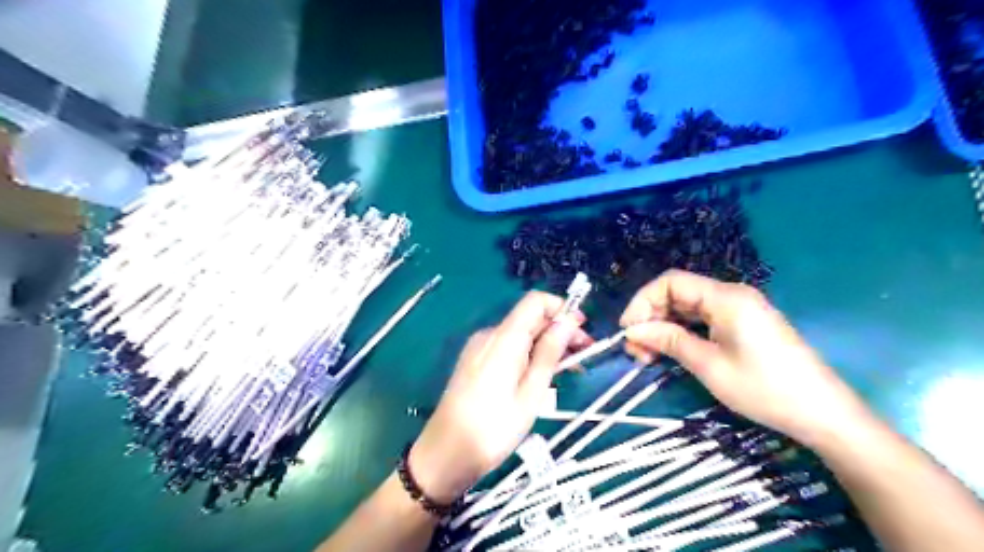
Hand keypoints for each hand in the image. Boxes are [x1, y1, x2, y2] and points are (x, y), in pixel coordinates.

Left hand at [410, 291, 590, 502]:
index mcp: (504, 338)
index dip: (561, 309)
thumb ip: (549, 352)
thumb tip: (568, 321)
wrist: (446, 453)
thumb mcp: (531, 392)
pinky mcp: (475, 361)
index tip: (582, 331)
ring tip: (567, 371)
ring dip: (545, 345)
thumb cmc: (494, 428)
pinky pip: (507, 347)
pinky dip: (528, 355)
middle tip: (583, 357)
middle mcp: (489, 335)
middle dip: (558, 331)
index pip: (535, 301)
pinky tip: (540, 376)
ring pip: (520, 335)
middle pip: (529, 318)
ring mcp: (479, 347)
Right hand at [622, 270, 867, 445]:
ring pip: (688, 307)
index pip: (671, 283)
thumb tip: (633, 330)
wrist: (822, 413)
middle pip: (677, 293)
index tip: (628, 331)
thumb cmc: (764, 389)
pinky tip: (671, 352)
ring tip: (649, 356)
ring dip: (664, 326)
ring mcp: (738, 309)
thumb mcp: (709, 365)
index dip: (643, 302)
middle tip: (636, 350)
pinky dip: (682, 332)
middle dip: (651, 317)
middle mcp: (730, 295)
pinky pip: (702, 319)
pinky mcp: (742, 324)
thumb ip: (669, 340)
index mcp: (725, 297)